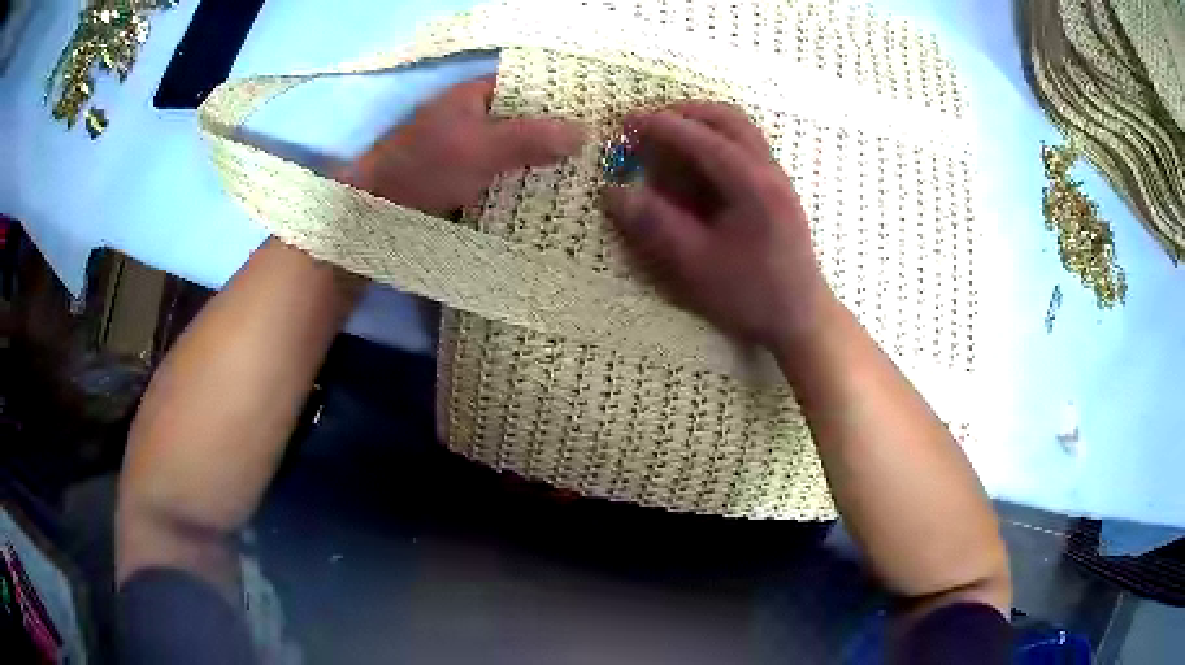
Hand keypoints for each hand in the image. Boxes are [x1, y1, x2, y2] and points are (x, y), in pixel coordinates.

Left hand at [343, 76, 586, 216]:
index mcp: (473, 97)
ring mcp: (467, 153)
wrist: (374, 214)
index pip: (527, 87)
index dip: (561, 97)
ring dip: (543, 166)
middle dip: (558, 136)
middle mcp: (473, 120)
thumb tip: (585, 132)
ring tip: (589, 177)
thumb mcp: (480, 148)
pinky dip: (523, 187)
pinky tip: (553, 200)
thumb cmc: (424, 169)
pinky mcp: (464, 183)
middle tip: (602, 151)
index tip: (597, 113)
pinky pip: (503, 179)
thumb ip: (530, 138)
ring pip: (515, 153)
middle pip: (524, 122)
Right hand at [602, 102, 833, 348]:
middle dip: (685, 113)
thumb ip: (655, 223)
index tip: (627, 121)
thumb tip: (613, 191)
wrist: (801, 316)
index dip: (661, 126)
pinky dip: (717, 139)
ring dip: (702, 122)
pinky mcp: (778, 188)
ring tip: (669, 136)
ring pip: (740, 128)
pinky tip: (696, 162)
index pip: (702, 139)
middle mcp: (769, 170)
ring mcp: (778, 176)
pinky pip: (746, 145)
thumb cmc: (751, 294)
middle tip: (649, 123)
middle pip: (728, 118)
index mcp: (752, 185)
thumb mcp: (696, 264)